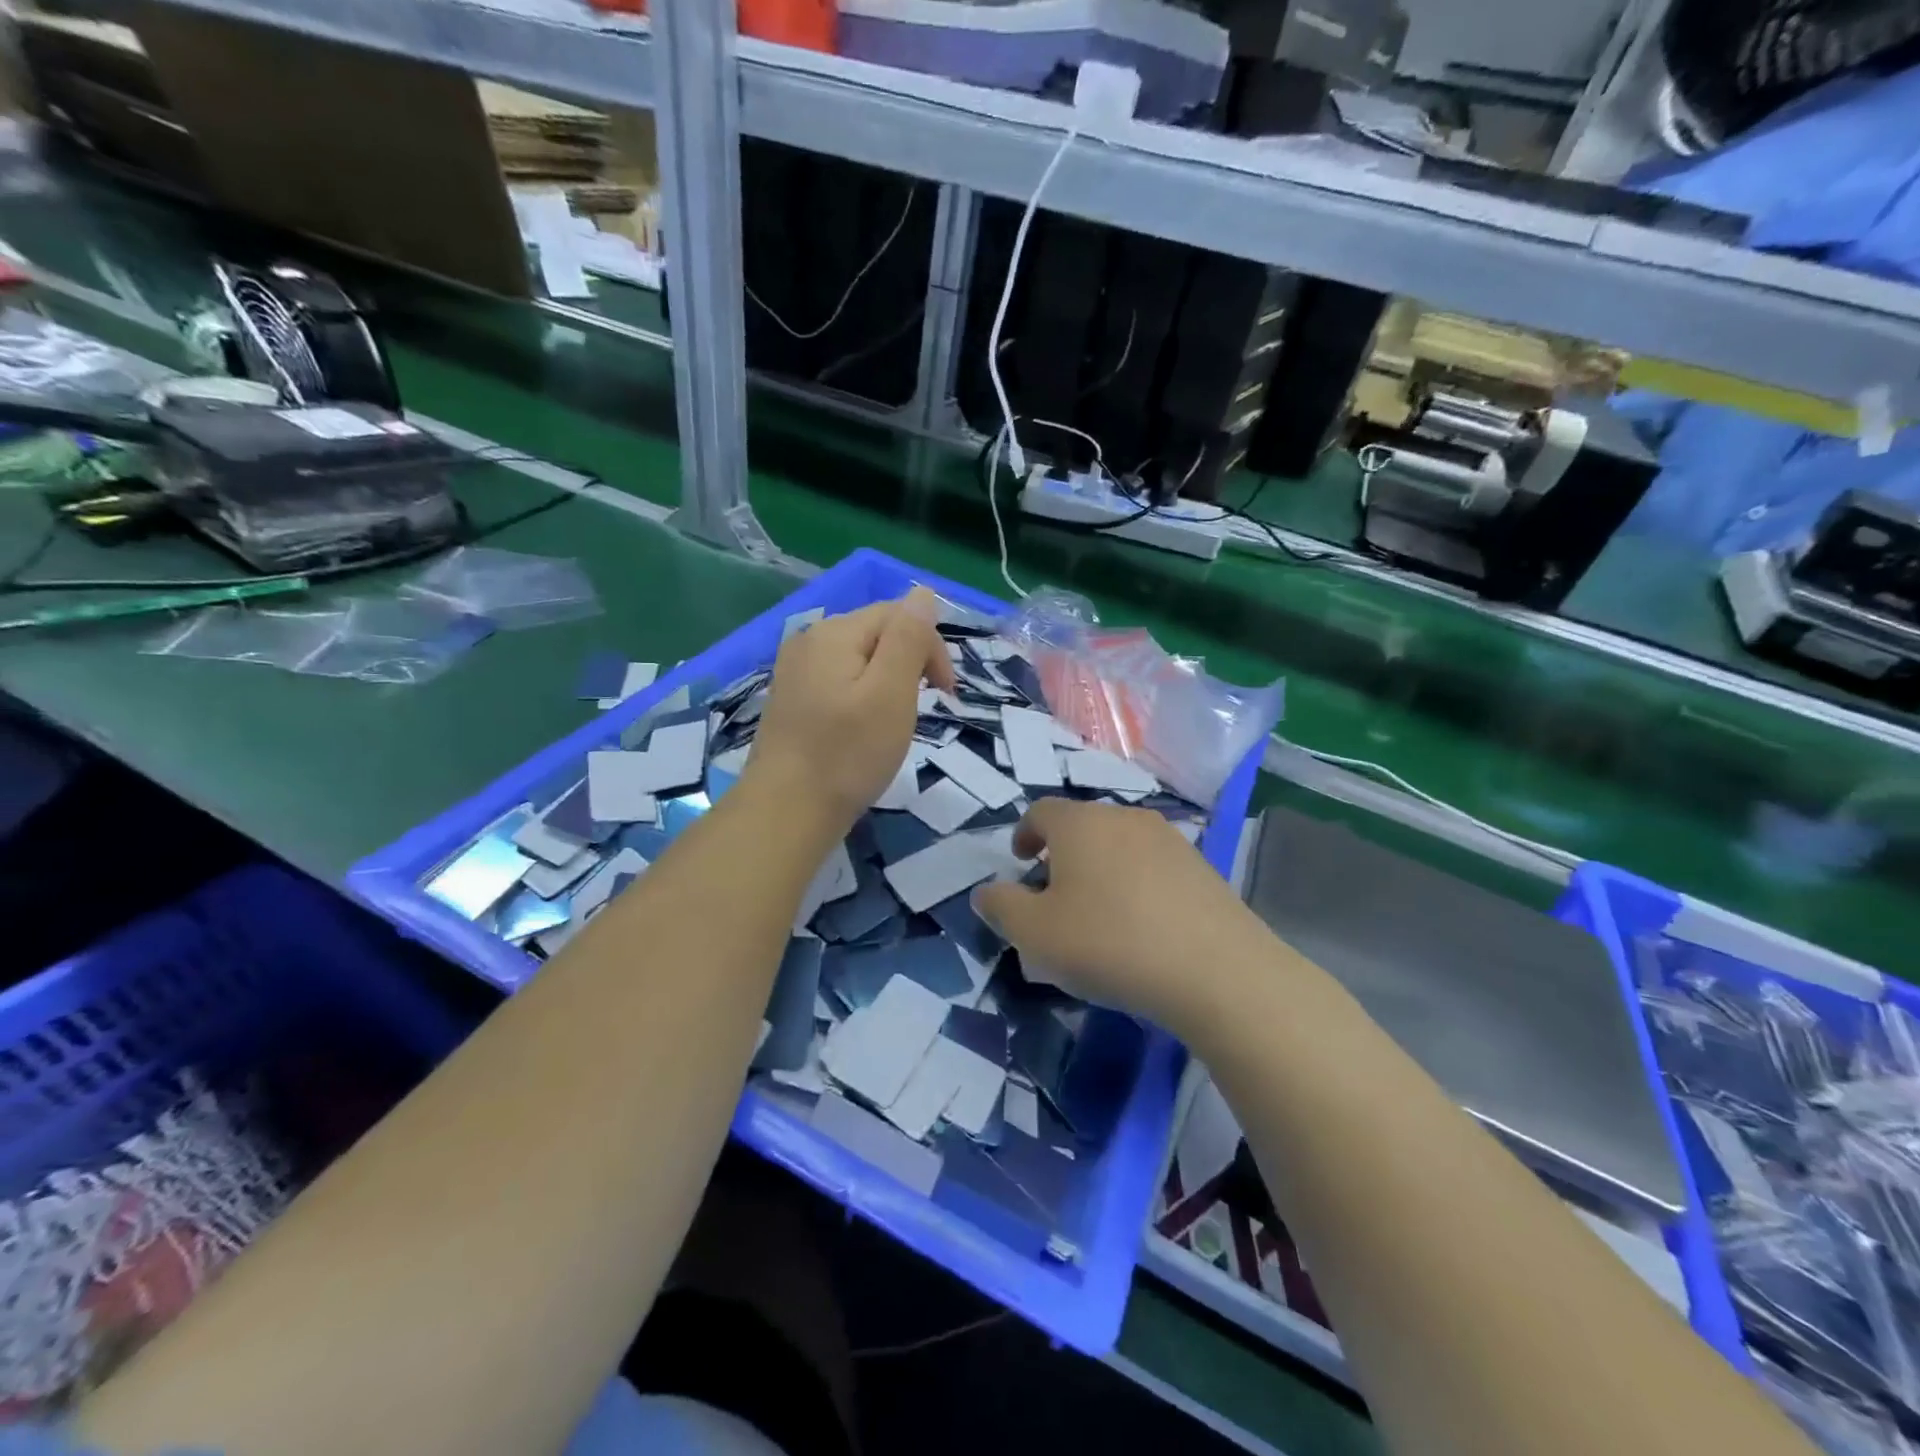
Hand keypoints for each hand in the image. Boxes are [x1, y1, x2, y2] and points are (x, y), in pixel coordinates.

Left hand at [746, 587, 955, 835]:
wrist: (786, 812)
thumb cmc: (848, 754)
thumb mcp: (891, 692)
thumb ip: (908, 637)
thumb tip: (923, 592)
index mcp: (835, 632)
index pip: (898, 614)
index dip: (930, 647)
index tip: (946, 694)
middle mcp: (809, 640)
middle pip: (876, 633)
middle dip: (909, 662)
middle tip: (921, 711)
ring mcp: (795, 670)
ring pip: (858, 658)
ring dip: (887, 681)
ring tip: (894, 722)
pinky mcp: (791, 699)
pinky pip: (838, 680)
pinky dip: (861, 695)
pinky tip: (862, 728)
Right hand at [973, 798, 1273, 1035]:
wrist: (1215, 970)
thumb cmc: (1109, 944)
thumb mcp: (1035, 934)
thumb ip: (1001, 908)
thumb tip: (986, 892)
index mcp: (1079, 824)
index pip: (1041, 811)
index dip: (1024, 834)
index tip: (1020, 862)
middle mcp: (1124, 818)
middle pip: (1082, 826)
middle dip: (1061, 855)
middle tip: (1053, 896)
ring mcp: (1168, 839)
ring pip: (1119, 845)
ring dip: (1100, 869)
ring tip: (1098, 914)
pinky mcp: (1201, 865)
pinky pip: (1152, 866)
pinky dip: (1136, 884)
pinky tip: (1141, 925)